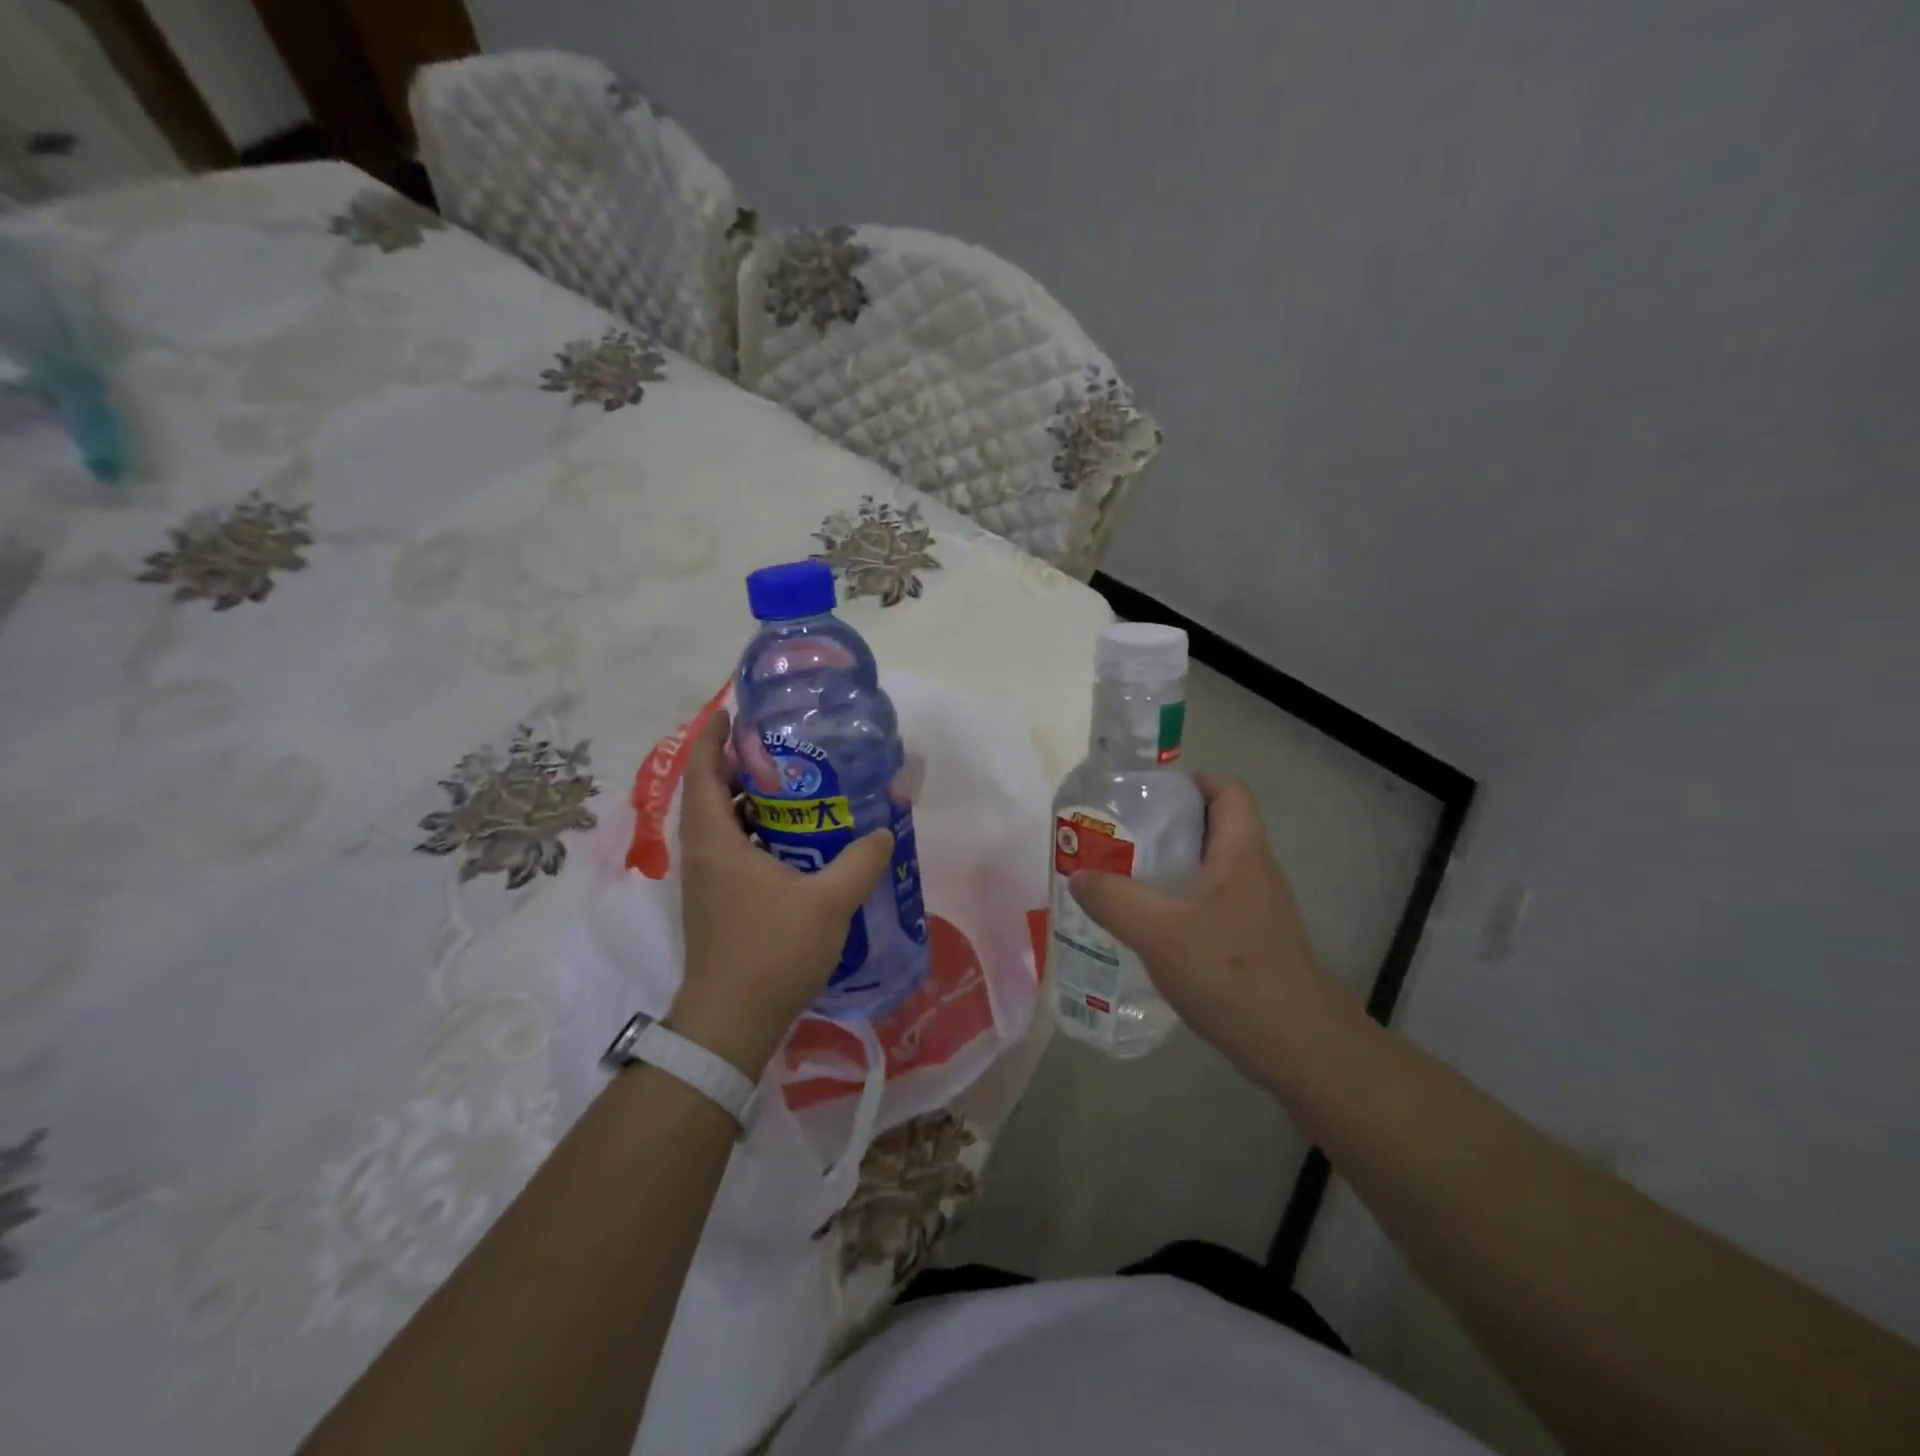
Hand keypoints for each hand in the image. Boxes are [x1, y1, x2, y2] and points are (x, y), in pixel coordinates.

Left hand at [669, 710, 893, 1076]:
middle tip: (783, 747)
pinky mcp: (718, 903)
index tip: (734, 712)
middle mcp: (704, 854)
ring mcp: (707, 881)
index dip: (712, 737)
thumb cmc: (771, 951)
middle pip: (711, 793)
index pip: (701, 772)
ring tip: (795, 786)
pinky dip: (756, 833)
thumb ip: (861, 862)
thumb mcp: (828, 902)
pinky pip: (732, 850)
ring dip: (749, 801)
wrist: (731, 1022)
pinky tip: (795, 841)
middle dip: (739, 765)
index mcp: (716, 841)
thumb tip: (885, 832)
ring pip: (723, 824)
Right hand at [1068, 773, 1345, 1068]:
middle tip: (1121, 834)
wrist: (1295, 1044)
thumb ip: (1113, 899)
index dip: (1191, 781)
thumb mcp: (1157, 932)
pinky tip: (1150, 925)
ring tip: (1125, 875)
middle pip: (1215, 827)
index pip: (1227, 791)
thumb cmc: (1229, 972)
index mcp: (1241, 852)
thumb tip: (1078, 876)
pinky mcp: (1254, 940)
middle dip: (1168, 824)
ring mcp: (1258, 908)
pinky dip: (1182, 901)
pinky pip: (1213, 902)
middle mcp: (1255, 871)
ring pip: (1212, 868)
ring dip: (1172, 866)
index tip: (1147, 793)